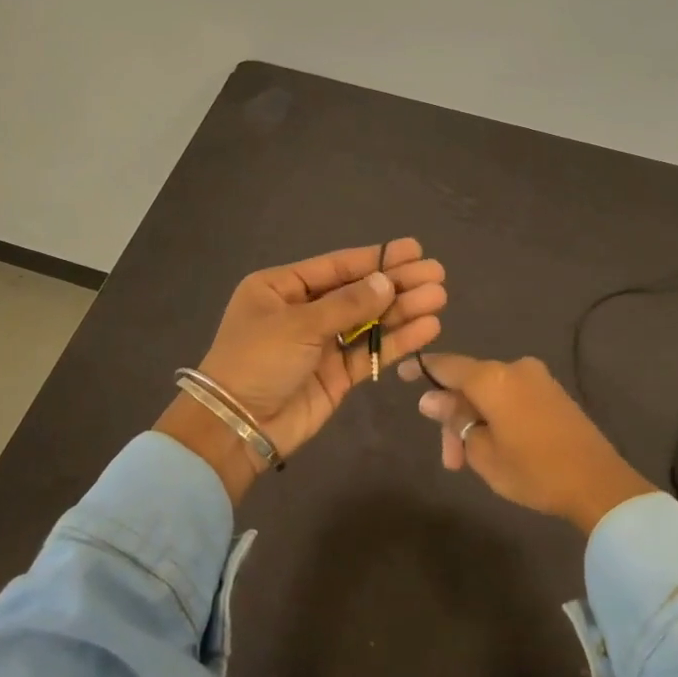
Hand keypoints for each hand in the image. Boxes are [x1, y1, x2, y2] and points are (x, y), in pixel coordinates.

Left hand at [156, 240, 446, 501]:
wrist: (238, 426)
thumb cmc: (257, 361)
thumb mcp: (298, 324)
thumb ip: (347, 305)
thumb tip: (386, 281)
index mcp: (281, 288)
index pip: (336, 267)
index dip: (376, 258)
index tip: (413, 250)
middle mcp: (303, 312)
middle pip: (358, 292)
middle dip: (397, 283)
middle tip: (436, 273)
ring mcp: (322, 344)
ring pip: (369, 321)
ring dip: (403, 310)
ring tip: (439, 297)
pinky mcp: (337, 375)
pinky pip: (371, 352)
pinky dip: (398, 340)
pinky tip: (428, 327)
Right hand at [400, 352, 653, 534]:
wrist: (598, 483)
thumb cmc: (532, 470)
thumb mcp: (482, 452)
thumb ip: (454, 421)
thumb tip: (431, 399)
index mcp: (492, 378)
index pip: (446, 366)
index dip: (422, 370)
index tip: (402, 374)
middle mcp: (514, 368)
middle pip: (469, 384)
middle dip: (454, 419)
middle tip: (451, 461)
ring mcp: (537, 378)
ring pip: (490, 393)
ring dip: (475, 422)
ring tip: (470, 462)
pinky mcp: (553, 393)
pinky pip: (511, 396)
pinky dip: (496, 416)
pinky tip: (494, 445)